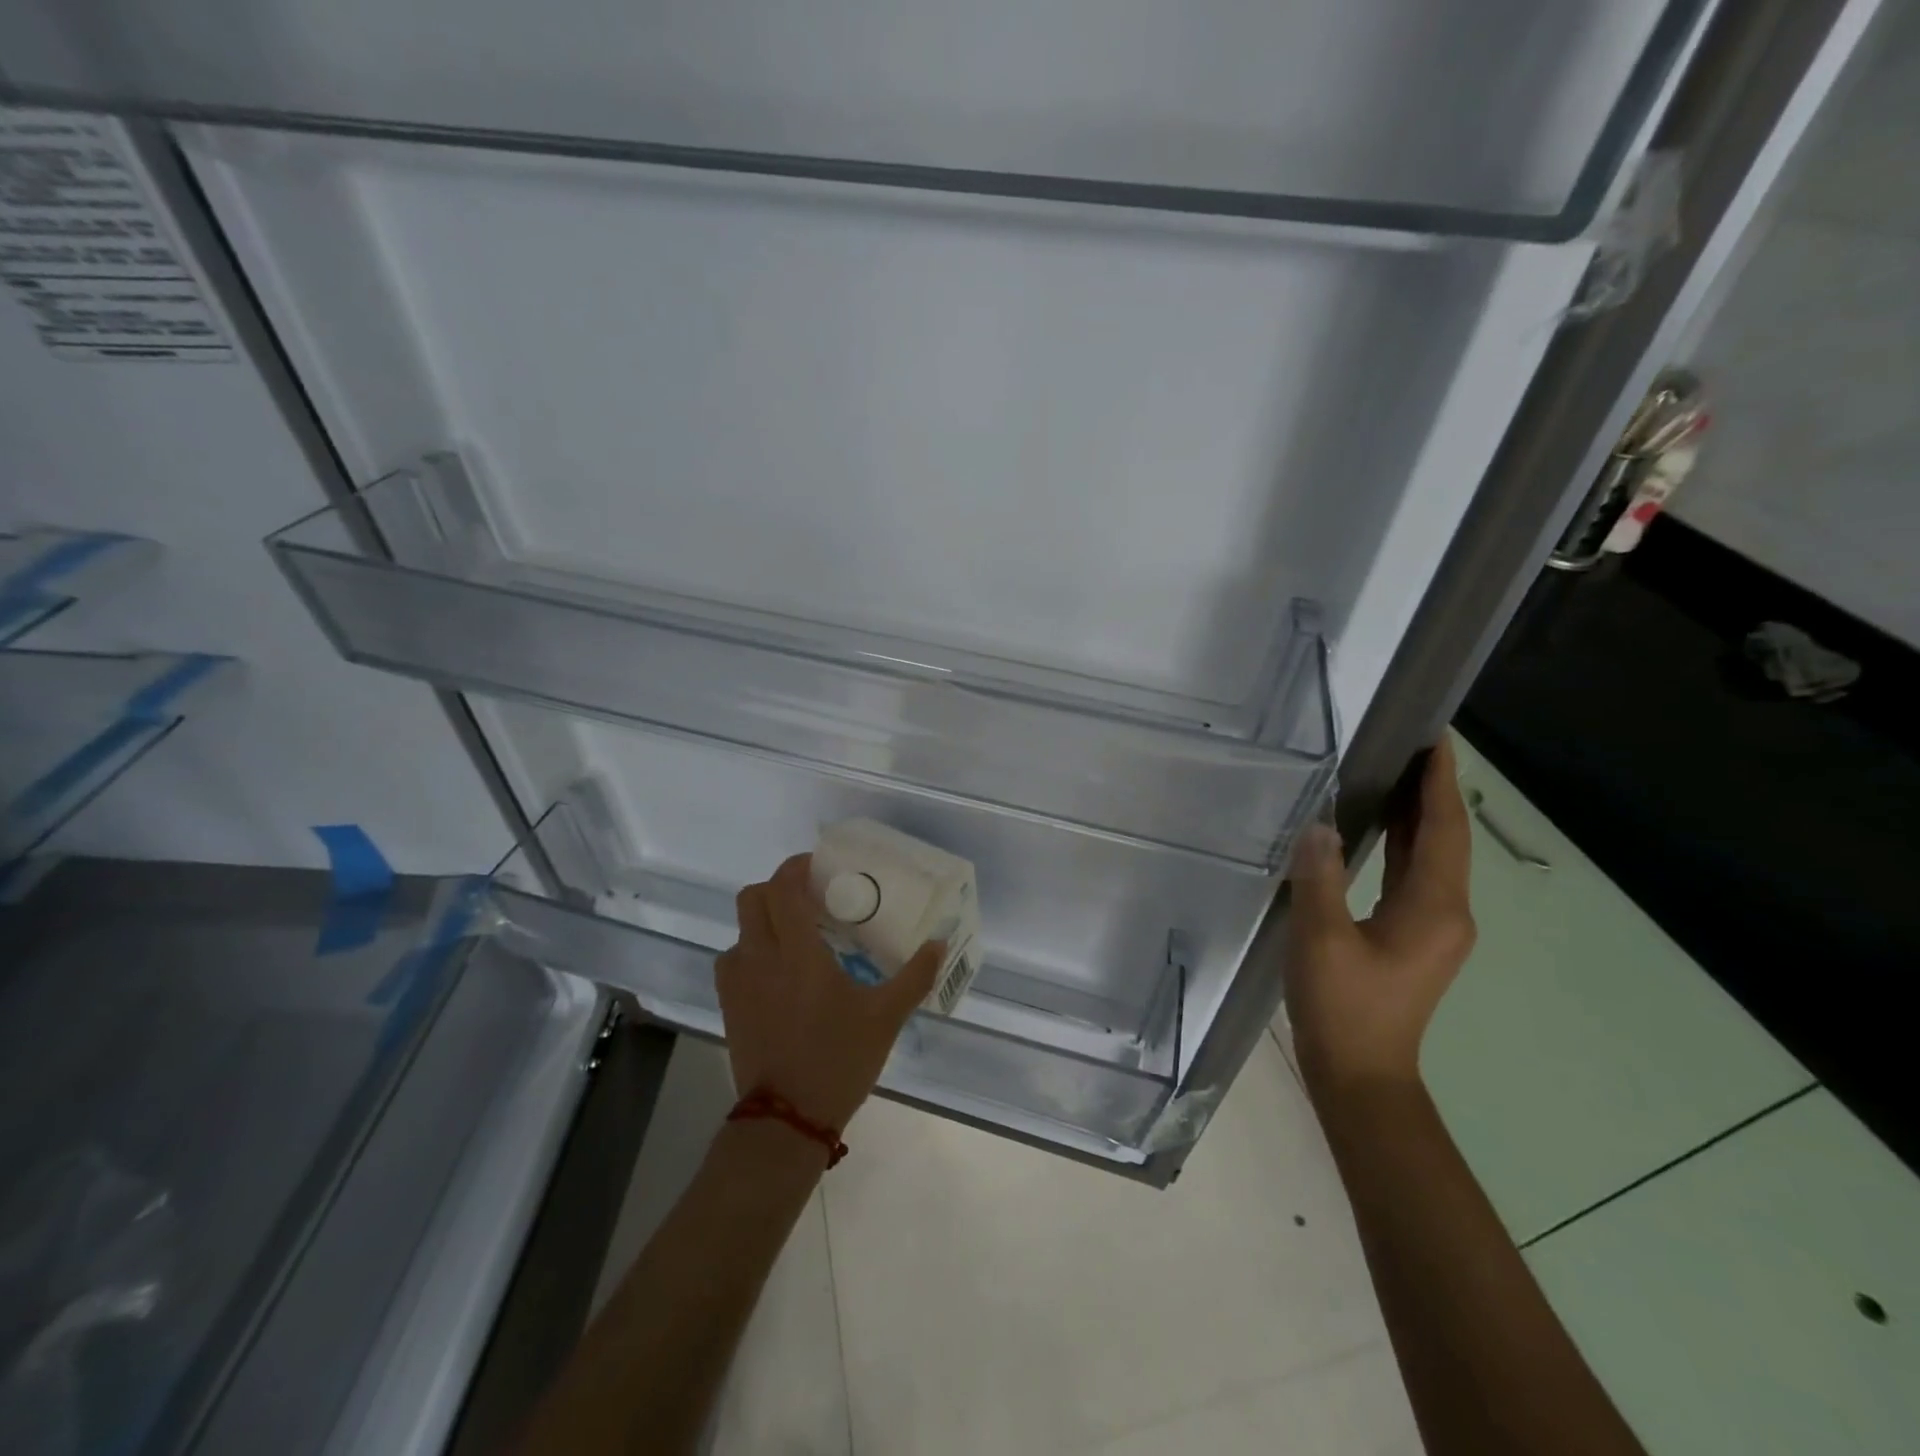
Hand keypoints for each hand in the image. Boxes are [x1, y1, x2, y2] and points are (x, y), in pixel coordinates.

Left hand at [717, 853, 942, 1133]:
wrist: (787, 1120)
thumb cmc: (838, 1059)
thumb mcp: (885, 1018)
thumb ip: (914, 976)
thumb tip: (939, 944)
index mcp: (797, 952)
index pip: (782, 888)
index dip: (796, 867)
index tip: (819, 866)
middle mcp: (760, 957)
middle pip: (751, 898)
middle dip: (777, 888)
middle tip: (810, 898)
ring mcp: (738, 983)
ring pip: (739, 930)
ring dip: (763, 921)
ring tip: (795, 935)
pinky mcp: (729, 1007)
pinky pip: (733, 961)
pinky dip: (752, 952)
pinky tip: (778, 972)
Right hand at [1285, 737, 1475, 1095]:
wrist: (1360, 1074)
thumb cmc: (1343, 1006)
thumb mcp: (1321, 939)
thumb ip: (1319, 877)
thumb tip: (1319, 825)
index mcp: (1433, 907)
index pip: (1443, 829)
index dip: (1439, 782)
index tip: (1434, 738)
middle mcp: (1447, 912)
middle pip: (1445, 838)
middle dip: (1432, 790)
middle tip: (1409, 744)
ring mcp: (1434, 927)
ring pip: (1432, 856)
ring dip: (1418, 814)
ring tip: (1394, 773)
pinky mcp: (1415, 938)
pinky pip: (1415, 875)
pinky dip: (1404, 843)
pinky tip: (1381, 828)